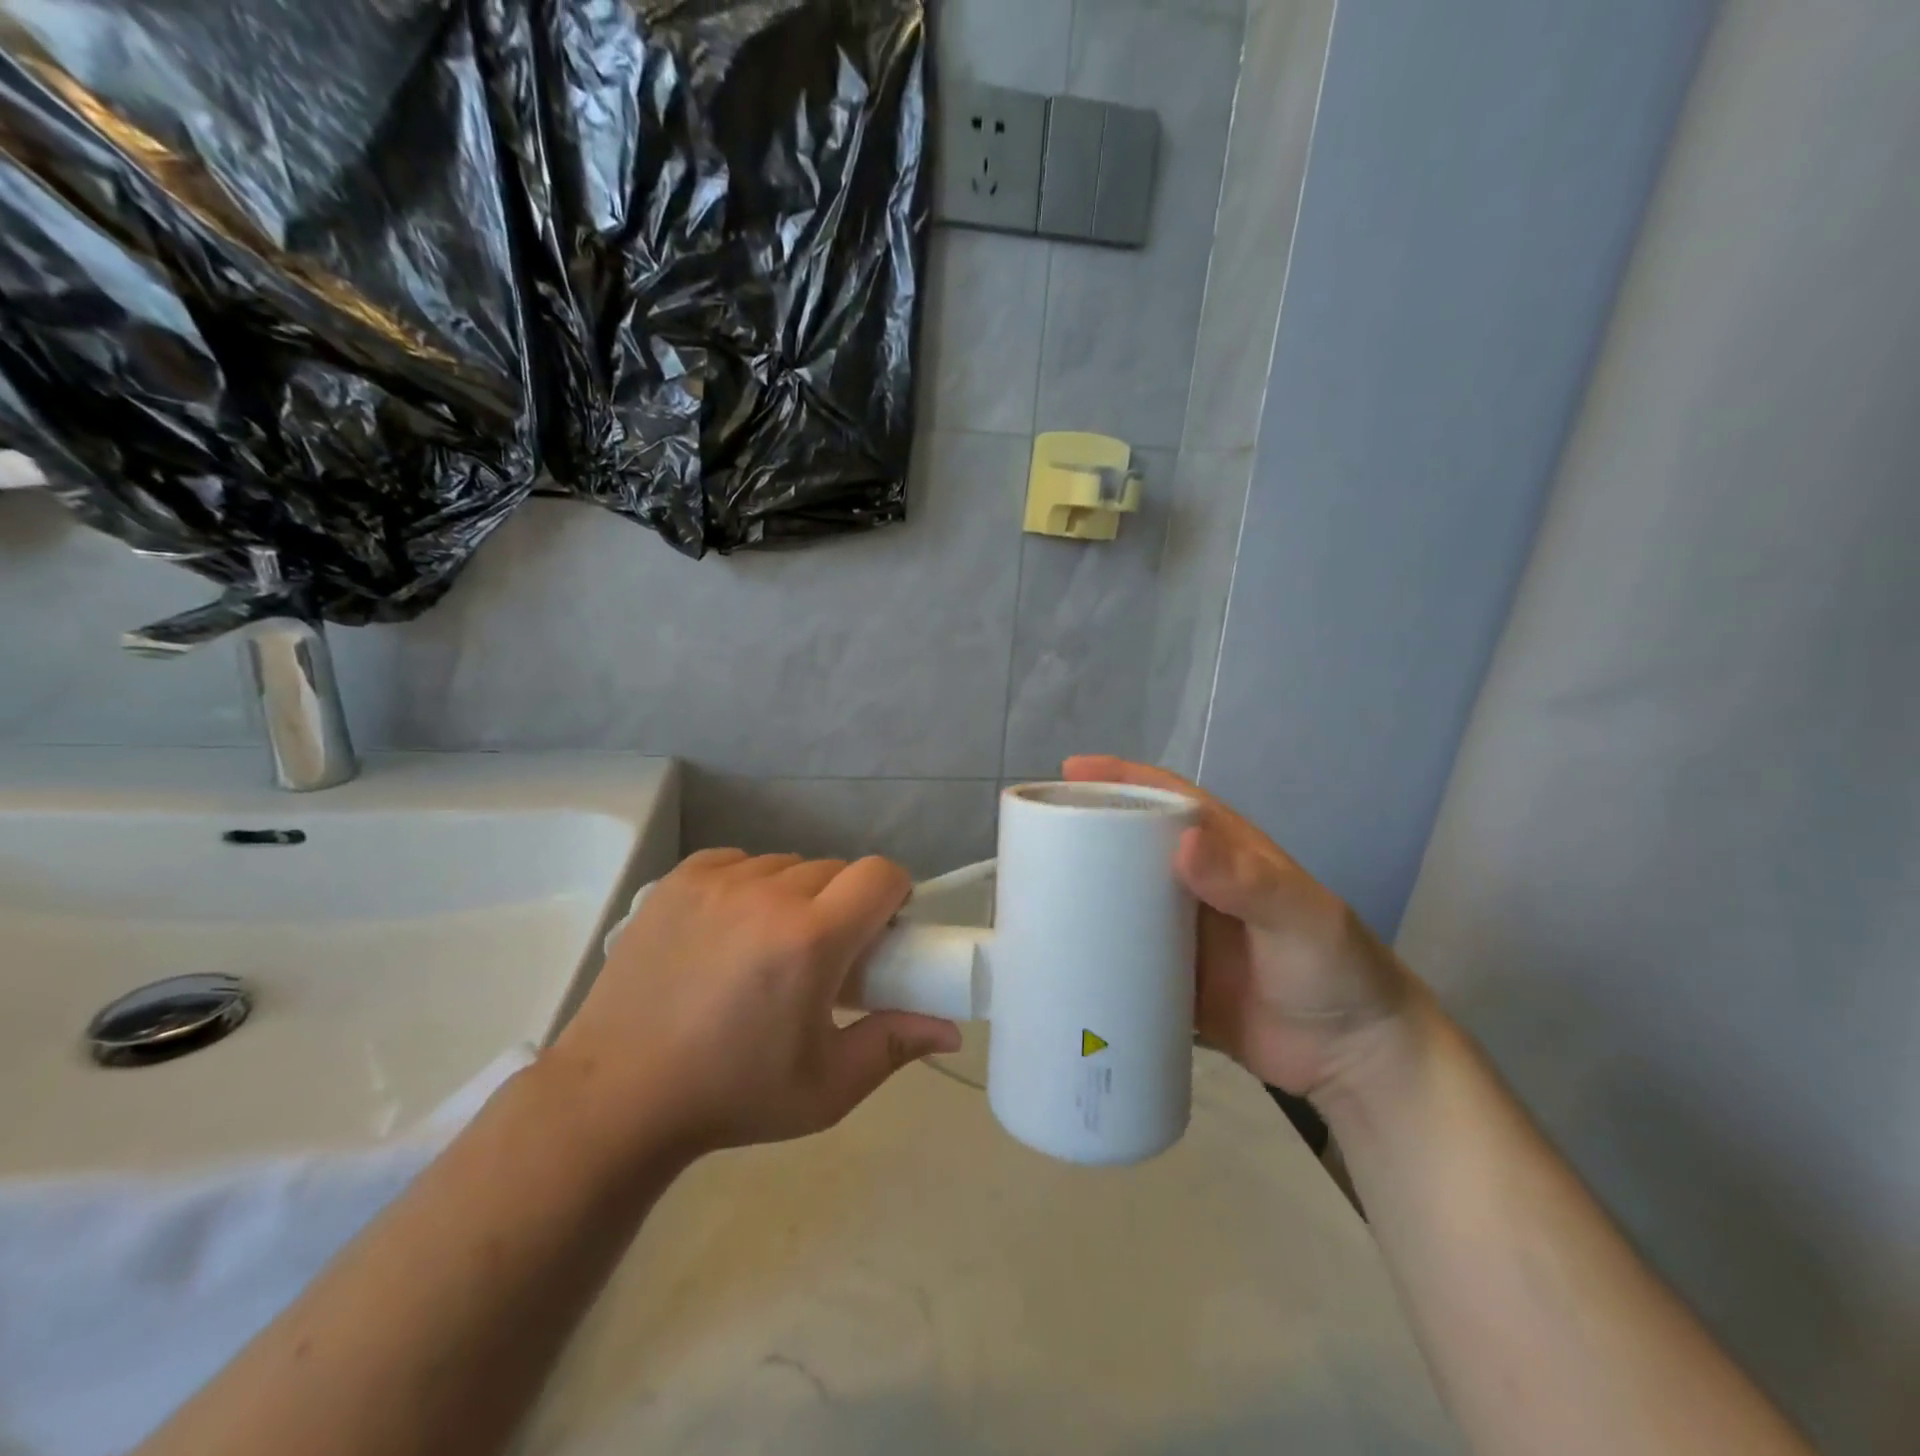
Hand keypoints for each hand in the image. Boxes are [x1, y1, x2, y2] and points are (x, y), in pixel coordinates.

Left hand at [544, 851, 960, 1163]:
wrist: (617, 1096)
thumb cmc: (732, 1096)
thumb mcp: (826, 1086)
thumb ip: (895, 1044)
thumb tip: (953, 1029)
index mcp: (810, 939)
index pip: (881, 874)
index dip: (893, 895)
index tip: (882, 931)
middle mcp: (767, 894)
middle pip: (835, 869)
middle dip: (844, 903)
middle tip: (826, 953)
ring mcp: (716, 881)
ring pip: (787, 865)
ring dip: (796, 894)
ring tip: (771, 946)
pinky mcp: (678, 879)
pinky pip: (740, 861)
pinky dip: (750, 885)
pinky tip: (731, 930)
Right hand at [1063, 757, 1418, 1099]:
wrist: (1353, 1058)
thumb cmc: (1336, 968)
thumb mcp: (1302, 916)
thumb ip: (1250, 883)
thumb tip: (1184, 845)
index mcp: (1222, 849)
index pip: (1164, 797)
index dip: (1118, 779)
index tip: (1068, 773)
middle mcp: (1192, 883)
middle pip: (1127, 845)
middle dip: (1081, 834)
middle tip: (1030, 839)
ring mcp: (1177, 932)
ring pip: (1117, 900)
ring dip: (1078, 894)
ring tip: (1027, 895)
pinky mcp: (1169, 979)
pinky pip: (1120, 957)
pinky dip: (1089, 954)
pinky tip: (1054, 959)